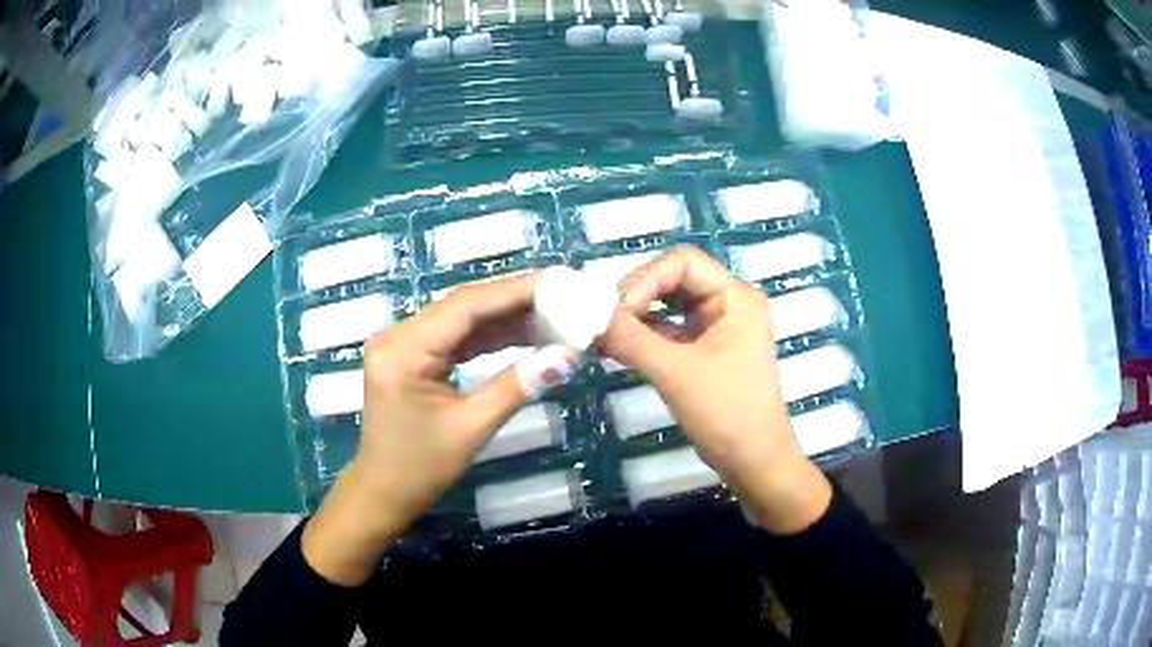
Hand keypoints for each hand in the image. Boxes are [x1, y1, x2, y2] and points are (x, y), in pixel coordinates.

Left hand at [303, 274, 576, 585]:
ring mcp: (402, 344)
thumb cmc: (420, 468)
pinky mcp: (411, 356)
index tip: (555, 284)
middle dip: (512, 301)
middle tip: (560, 297)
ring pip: (460, 319)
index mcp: (403, 351)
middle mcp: (397, 336)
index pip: (464, 307)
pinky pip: (454, 337)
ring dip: (504, 318)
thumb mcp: (471, 429)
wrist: (383, 492)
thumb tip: (566, 357)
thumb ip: (516, 386)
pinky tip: (522, 333)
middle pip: (462, 306)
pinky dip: (488, 336)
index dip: (512, 292)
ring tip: (551, 314)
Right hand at [599, 247, 830, 534]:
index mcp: (735, 297)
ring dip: (636, 315)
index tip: (615, 310)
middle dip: (636, 294)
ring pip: (669, 304)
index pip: (683, 262)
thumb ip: (630, 339)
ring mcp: (718, 327)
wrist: (753, 463)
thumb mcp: (675, 373)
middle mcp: (729, 303)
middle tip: (603, 318)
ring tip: (603, 331)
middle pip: (674, 279)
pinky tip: (615, 345)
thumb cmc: (726, 414)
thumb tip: (585, 315)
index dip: (645, 278)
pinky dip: (644, 335)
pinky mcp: (706, 350)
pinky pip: (670, 330)